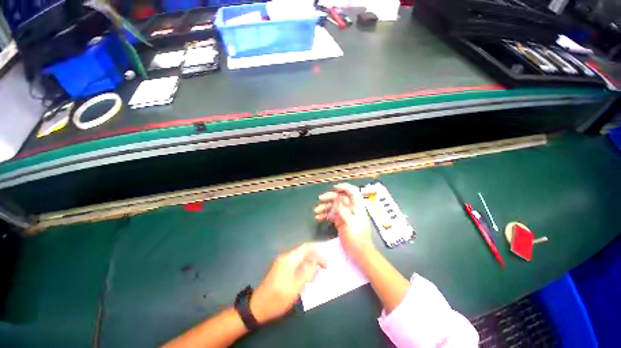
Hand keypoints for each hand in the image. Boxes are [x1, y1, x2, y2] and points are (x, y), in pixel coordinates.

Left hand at [250, 243, 325, 323]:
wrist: (257, 307)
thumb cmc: (277, 298)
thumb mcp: (295, 287)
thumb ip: (307, 272)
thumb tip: (316, 262)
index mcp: (289, 258)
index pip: (306, 247)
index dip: (318, 250)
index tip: (327, 259)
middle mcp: (286, 257)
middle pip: (304, 252)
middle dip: (315, 257)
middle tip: (325, 267)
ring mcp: (283, 263)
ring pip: (301, 258)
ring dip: (311, 263)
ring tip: (318, 273)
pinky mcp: (282, 270)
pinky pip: (297, 265)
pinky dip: (305, 268)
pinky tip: (309, 277)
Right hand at [314, 183, 374, 260]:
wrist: (359, 253)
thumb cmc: (357, 237)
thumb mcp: (350, 222)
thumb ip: (343, 210)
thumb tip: (337, 200)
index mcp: (357, 206)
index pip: (352, 192)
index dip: (344, 187)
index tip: (334, 188)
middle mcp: (351, 208)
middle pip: (340, 198)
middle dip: (330, 197)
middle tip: (320, 199)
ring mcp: (345, 215)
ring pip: (334, 206)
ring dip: (325, 207)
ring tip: (316, 211)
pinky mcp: (340, 221)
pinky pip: (332, 214)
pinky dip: (325, 215)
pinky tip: (318, 217)